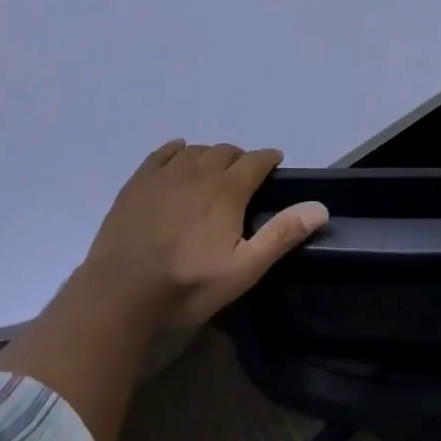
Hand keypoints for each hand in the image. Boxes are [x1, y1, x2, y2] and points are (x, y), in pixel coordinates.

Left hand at [84, 141, 327, 326]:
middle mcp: (199, 171)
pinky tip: (178, 154)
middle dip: (240, 158)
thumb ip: (281, 235)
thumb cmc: (187, 284)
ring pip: (196, 150)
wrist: (120, 291)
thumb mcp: (243, 269)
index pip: (256, 160)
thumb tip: (320, 207)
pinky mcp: (139, 182)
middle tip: (245, 175)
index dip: (268, 158)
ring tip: (214, 170)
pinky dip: (177, 150)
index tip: (275, 162)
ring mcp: (165, 174)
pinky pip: (163, 153)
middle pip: (226, 151)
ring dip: (210, 155)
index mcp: (227, 190)